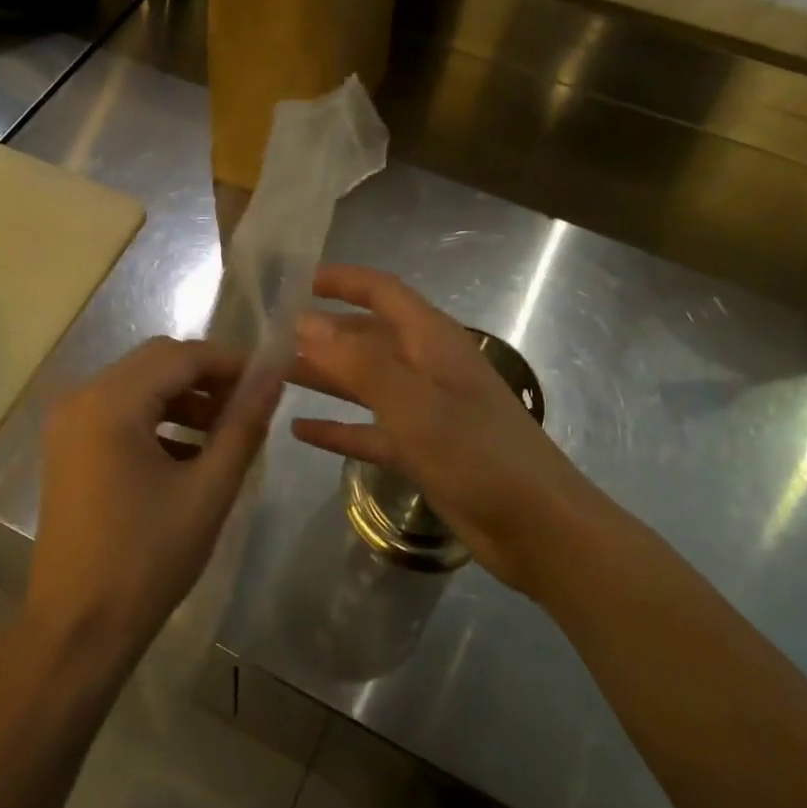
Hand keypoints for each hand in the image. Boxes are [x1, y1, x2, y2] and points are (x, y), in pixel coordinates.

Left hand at [30, 338, 281, 668]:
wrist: (77, 629)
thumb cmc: (147, 560)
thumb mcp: (208, 489)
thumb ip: (244, 424)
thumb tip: (274, 375)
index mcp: (110, 403)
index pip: (181, 355)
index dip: (231, 361)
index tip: (271, 378)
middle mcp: (81, 398)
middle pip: (157, 362)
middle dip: (208, 377)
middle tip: (251, 405)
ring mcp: (68, 422)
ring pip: (139, 384)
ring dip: (184, 397)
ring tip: (226, 431)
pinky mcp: (68, 446)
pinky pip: (121, 411)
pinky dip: (158, 418)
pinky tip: (190, 452)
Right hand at [292, 265, 598, 594]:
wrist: (538, 527)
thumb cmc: (477, 453)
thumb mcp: (413, 402)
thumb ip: (358, 361)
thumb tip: (305, 322)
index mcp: (431, 340)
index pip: (381, 292)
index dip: (341, 280)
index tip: (295, 280)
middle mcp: (426, 366)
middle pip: (366, 337)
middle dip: (322, 333)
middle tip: (268, 338)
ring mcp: (424, 410)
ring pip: (364, 383)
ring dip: (324, 377)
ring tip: (273, 376)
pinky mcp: (421, 449)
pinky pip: (370, 430)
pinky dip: (338, 428)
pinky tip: (300, 432)